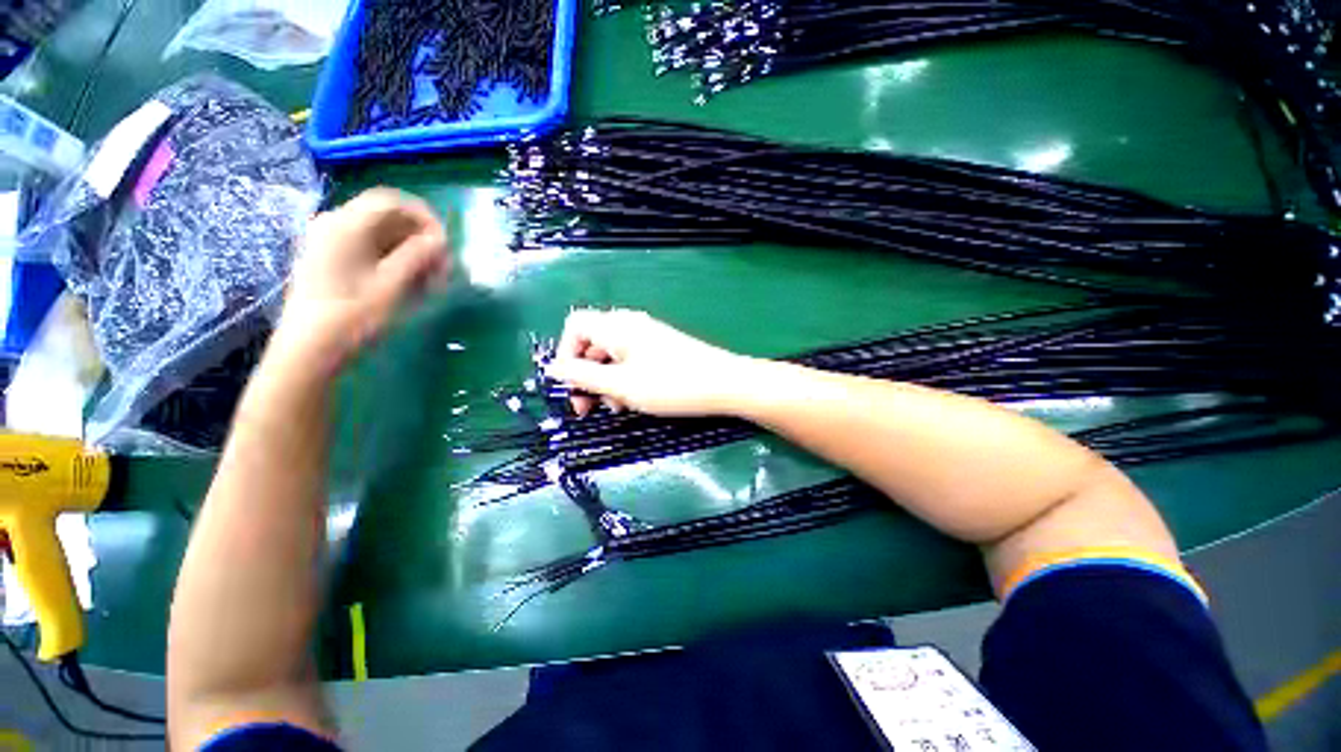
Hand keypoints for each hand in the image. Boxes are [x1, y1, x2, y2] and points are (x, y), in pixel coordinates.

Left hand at [276, 188, 450, 370]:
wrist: (309, 349)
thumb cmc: (352, 315)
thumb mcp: (392, 285)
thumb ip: (417, 255)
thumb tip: (439, 239)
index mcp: (346, 224)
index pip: (392, 201)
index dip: (425, 217)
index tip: (446, 243)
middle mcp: (334, 225)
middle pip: (387, 218)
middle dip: (420, 238)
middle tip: (442, 268)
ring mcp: (329, 243)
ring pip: (381, 235)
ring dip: (411, 252)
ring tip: (430, 281)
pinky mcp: (330, 260)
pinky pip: (369, 249)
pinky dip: (394, 260)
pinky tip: (409, 284)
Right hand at [545, 309, 751, 416]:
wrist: (724, 384)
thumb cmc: (670, 385)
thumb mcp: (620, 385)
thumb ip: (582, 376)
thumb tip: (553, 368)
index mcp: (616, 326)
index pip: (575, 327)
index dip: (565, 354)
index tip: (570, 386)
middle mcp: (630, 325)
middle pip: (592, 344)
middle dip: (586, 376)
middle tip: (588, 408)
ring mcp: (647, 337)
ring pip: (612, 357)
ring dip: (606, 382)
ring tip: (617, 408)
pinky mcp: (661, 349)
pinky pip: (631, 361)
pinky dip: (625, 380)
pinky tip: (634, 400)